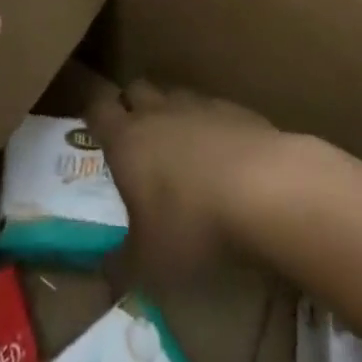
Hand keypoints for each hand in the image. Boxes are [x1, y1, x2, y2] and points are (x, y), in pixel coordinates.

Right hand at [87, 81, 291, 278]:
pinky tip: (226, 158)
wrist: (268, 190)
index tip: (93, 126)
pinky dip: (213, 128)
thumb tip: (104, 271)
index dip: (93, 112)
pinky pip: (215, 111)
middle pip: (135, 90)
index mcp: (126, 139)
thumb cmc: (194, 225)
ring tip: (181, 150)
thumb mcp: (150, 263)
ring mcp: (200, 106)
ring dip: (173, 115)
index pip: (97, 106)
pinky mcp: (238, 111)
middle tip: (136, 138)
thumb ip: (121, 265)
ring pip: (175, 97)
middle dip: (132, 106)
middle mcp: (158, 112)